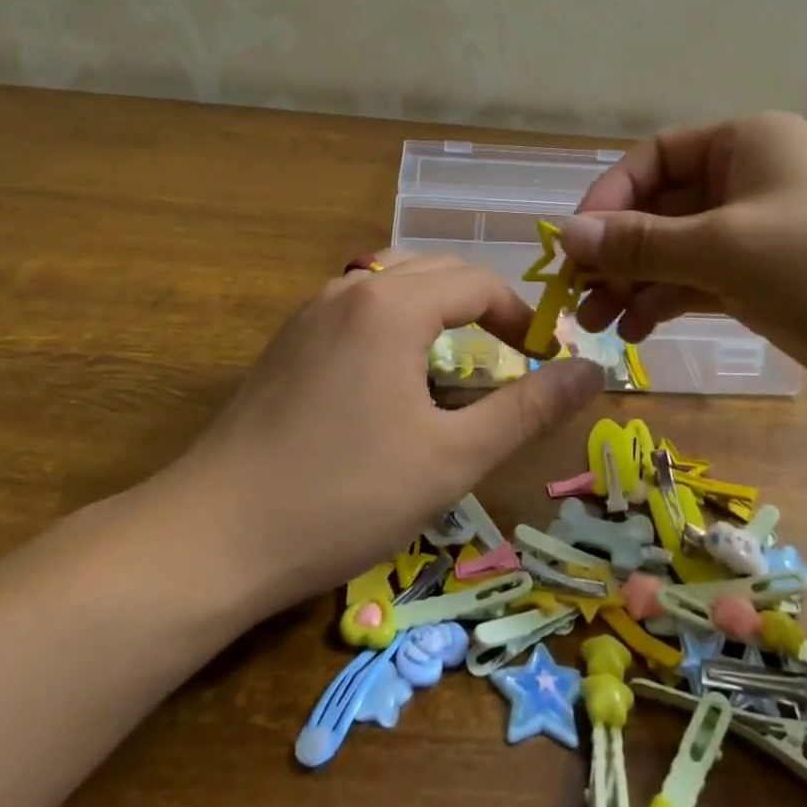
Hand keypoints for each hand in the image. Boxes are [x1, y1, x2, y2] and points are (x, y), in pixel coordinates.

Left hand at [155, 251, 603, 614]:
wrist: (213, 535)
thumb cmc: (344, 495)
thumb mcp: (452, 457)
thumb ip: (528, 408)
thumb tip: (593, 371)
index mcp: (393, 303)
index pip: (478, 282)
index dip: (520, 316)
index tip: (543, 360)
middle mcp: (351, 288)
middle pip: (435, 271)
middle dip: (481, 306)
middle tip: (508, 359)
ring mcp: (310, 311)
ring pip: (392, 282)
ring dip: (436, 308)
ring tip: (457, 359)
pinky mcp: (287, 340)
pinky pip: (358, 305)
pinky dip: (395, 320)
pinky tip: (394, 374)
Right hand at [559, 113, 806, 413]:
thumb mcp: (724, 248)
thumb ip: (639, 242)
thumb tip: (563, 236)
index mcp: (747, 142)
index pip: (654, 157)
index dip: (608, 197)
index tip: (573, 245)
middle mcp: (751, 179)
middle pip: (662, 207)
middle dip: (617, 251)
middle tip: (576, 297)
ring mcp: (761, 232)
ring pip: (677, 249)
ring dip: (635, 282)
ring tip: (596, 324)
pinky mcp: (769, 280)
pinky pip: (701, 280)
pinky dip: (668, 300)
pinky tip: (637, 329)